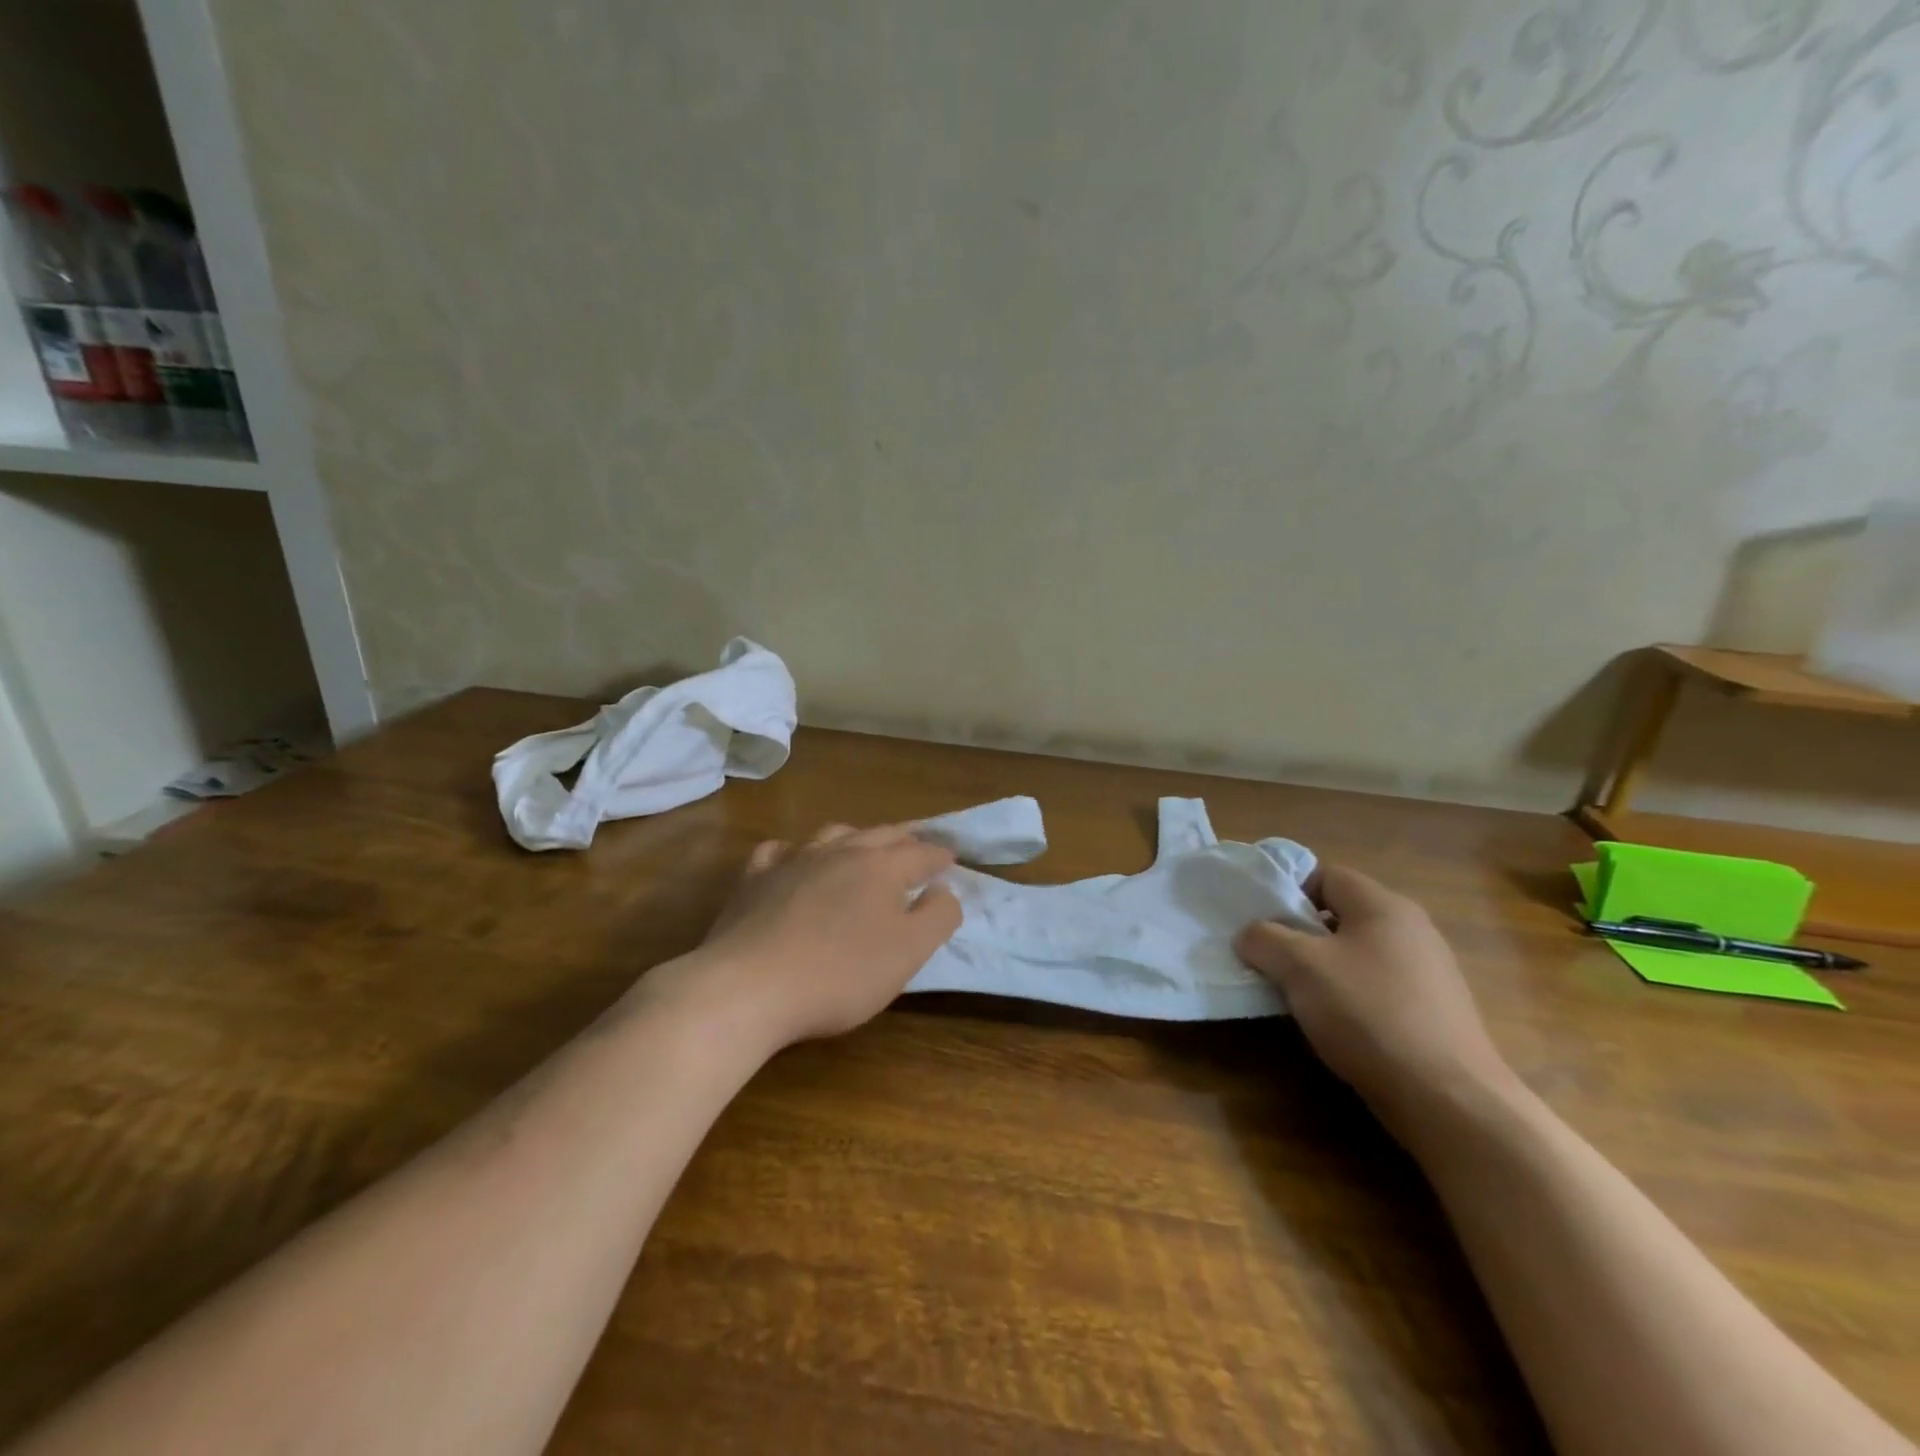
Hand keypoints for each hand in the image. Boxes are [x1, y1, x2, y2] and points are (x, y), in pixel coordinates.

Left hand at [643, 824, 961, 1052]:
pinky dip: (795, 850)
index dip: (938, 855)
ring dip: (854, 837)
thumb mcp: (908, 953)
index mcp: (881, 868)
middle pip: (879, 835)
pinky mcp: (754, 879)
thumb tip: (944, 889)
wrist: (749, 986)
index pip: (919, 852)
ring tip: (862, 845)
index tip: (951, 858)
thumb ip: (938, 916)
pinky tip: (793, 858)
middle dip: (903, 838)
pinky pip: (778, 851)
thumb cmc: (840, 974)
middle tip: (915, 845)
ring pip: (831, 835)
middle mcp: (839, 852)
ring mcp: (793, 861)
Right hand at [1234, 865, 1515, 1135]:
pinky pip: (1377, 988)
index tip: (1262, 923)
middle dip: (1301, 934)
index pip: (1326, 875)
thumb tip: (1250, 934)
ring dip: (1322, 969)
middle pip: (1341, 915)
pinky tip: (1335, 1026)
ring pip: (1357, 954)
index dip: (1288, 892)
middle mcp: (1412, 930)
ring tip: (1297, 996)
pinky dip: (1350, 998)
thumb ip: (1264, 939)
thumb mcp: (1299, 967)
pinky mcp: (1434, 1013)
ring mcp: (1429, 973)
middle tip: (1272, 959)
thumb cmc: (1368, 1013)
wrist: (1447, 1098)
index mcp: (1383, 906)